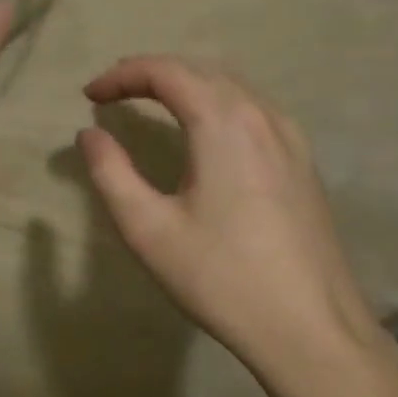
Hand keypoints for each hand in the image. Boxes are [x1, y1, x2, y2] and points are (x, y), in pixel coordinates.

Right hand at [76, 56, 397, 396]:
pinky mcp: (303, 163)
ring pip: (233, 87)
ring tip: (152, 103)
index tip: (89, 95)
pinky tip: (205, 132)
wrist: (308, 326)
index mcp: (223, 123)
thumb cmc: (219, 277)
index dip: (122, 75)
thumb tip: (89, 134)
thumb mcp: (147, 228)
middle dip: (153, 73)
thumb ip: (111, 173)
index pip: (166, 72)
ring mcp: (291, 139)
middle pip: (202, 70)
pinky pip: (255, 111)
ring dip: (188, 84)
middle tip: (114, 92)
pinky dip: (218, 104)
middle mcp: (262, 116)